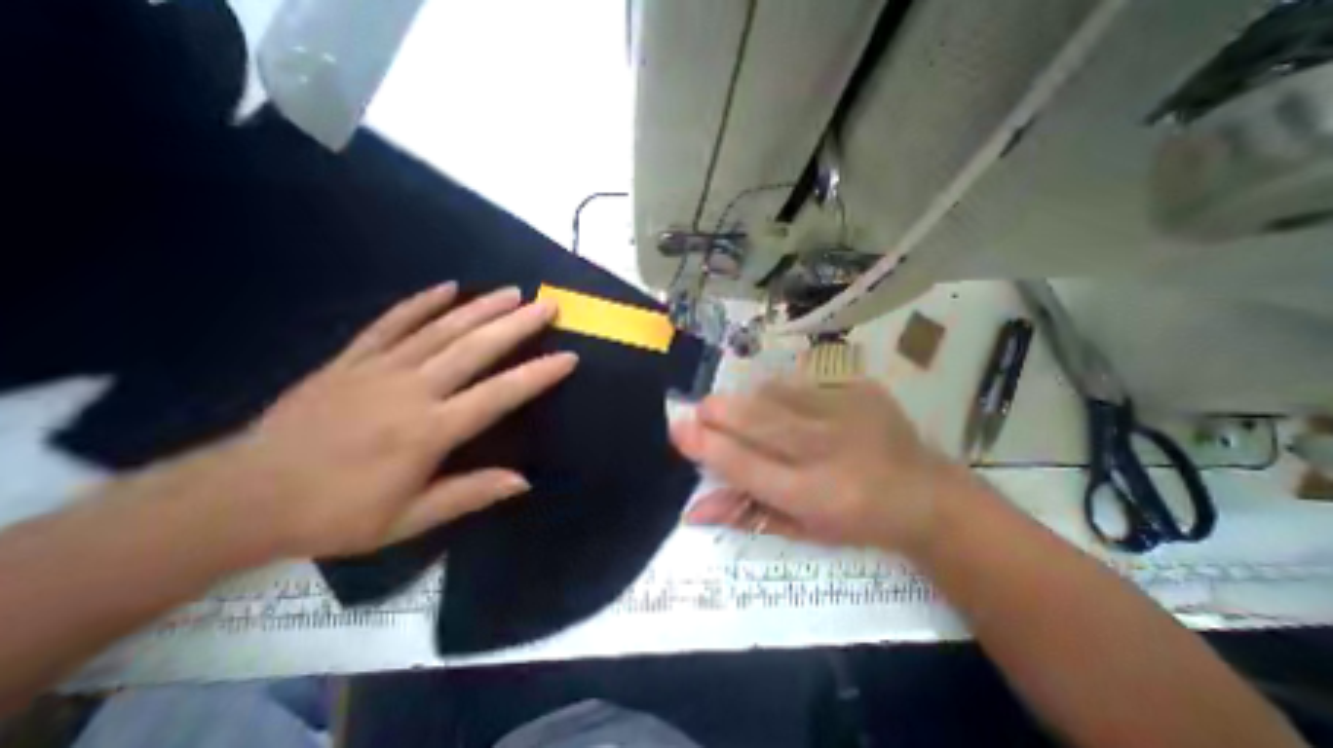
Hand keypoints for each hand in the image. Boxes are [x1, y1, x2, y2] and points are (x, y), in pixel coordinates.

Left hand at [218, 285, 574, 558]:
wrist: (240, 498)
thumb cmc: (334, 514)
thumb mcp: (408, 519)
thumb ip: (469, 494)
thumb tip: (523, 481)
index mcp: (429, 431)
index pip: (498, 395)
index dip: (537, 375)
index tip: (567, 357)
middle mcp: (411, 391)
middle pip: (474, 349)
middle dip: (516, 325)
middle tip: (546, 306)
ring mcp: (379, 369)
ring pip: (440, 329)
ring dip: (480, 307)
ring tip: (512, 292)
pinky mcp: (351, 359)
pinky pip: (391, 323)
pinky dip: (420, 302)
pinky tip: (446, 287)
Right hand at [677, 381, 968, 553]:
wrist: (927, 495)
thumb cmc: (856, 521)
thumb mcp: (800, 530)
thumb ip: (744, 515)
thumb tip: (691, 510)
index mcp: (815, 494)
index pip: (745, 465)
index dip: (706, 445)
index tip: (678, 429)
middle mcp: (829, 448)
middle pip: (757, 418)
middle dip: (718, 411)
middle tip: (701, 411)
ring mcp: (848, 411)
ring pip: (774, 392)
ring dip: (749, 401)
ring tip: (747, 412)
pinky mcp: (860, 388)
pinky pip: (800, 382)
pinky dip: (779, 393)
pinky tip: (786, 406)